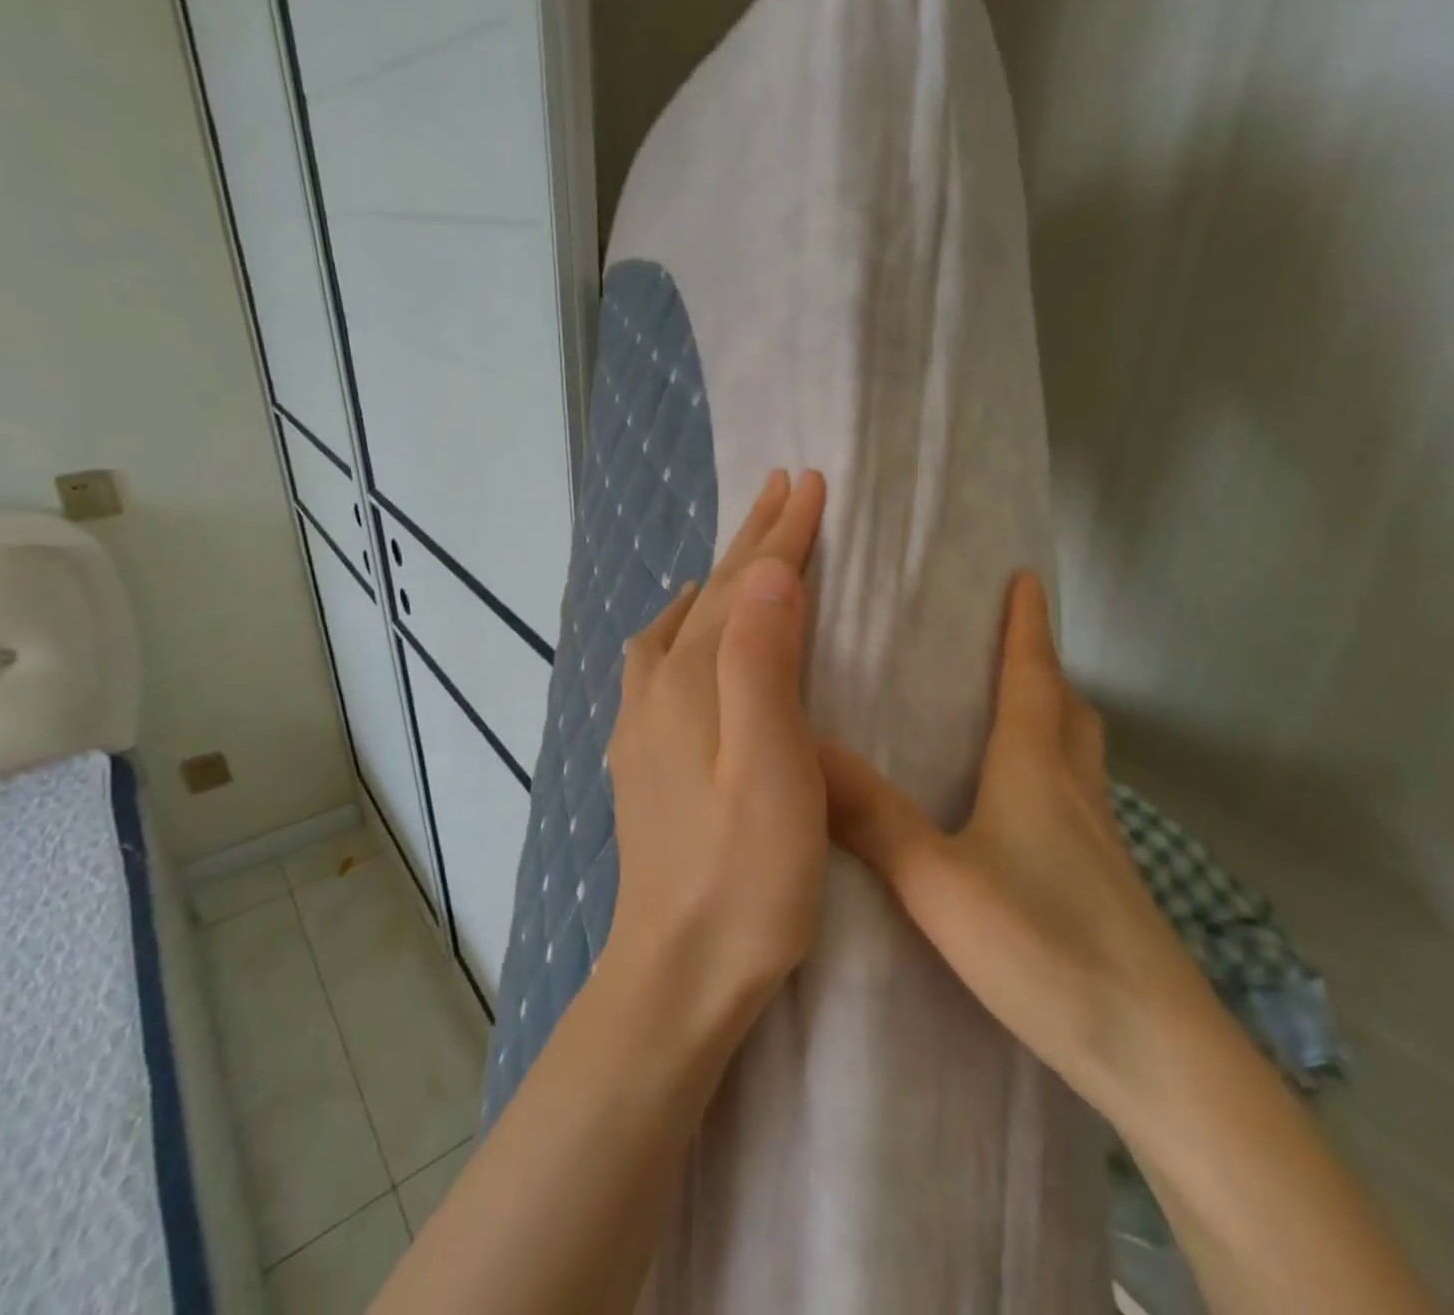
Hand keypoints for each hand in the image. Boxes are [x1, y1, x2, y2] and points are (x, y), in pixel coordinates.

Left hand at [604, 468, 829, 1029]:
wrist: (676, 971)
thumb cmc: (746, 878)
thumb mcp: (772, 769)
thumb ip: (763, 666)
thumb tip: (766, 574)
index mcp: (694, 683)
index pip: (745, 588)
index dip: (781, 534)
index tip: (811, 483)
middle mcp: (659, 689)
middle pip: (710, 595)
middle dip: (751, 540)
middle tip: (784, 490)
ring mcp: (642, 723)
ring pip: (681, 623)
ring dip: (716, 579)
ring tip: (740, 555)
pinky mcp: (643, 755)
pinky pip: (657, 661)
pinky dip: (683, 625)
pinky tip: (687, 637)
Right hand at [821, 569, 1216, 1106]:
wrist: (1158, 1056)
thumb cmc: (1047, 949)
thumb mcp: (938, 882)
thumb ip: (871, 818)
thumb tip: (807, 753)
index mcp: (1037, 771)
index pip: (1034, 676)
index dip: (1029, 624)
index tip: (1027, 576)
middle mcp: (1076, 792)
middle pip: (1069, 708)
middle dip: (1045, 665)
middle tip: (1011, 643)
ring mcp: (1101, 841)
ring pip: (1080, 754)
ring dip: (1055, 717)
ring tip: (1012, 712)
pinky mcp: (1109, 884)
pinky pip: (1078, 799)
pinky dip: (1054, 773)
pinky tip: (1021, 810)